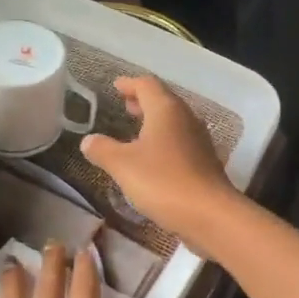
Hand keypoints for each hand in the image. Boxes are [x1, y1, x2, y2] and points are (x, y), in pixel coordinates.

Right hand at [82, 76, 239, 247]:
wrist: (210, 214)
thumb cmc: (163, 181)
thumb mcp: (123, 165)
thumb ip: (103, 149)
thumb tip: (88, 140)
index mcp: (166, 110)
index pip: (147, 84)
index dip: (129, 83)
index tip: (116, 86)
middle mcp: (185, 118)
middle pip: (163, 100)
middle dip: (143, 101)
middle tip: (125, 105)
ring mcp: (198, 140)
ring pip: (173, 121)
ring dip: (154, 121)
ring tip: (135, 130)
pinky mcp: (204, 162)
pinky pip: (180, 141)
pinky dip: (163, 140)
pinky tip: (153, 157)